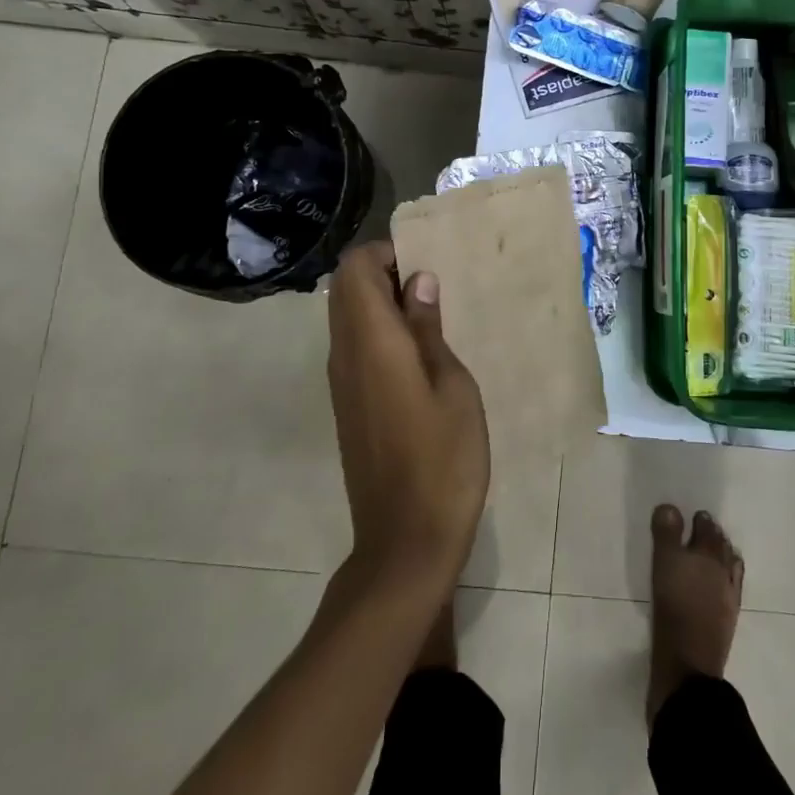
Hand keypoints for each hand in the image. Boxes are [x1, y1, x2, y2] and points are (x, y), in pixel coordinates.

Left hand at [325, 242, 488, 596]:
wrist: (405, 541)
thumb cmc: (444, 460)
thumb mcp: (453, 386)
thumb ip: (429, 329)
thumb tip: (417, 281)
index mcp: (371, 342)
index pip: (355, 270)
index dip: (385, 253)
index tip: (426, 263)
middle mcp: (344, 355)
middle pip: (347, 290)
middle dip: (385, 274)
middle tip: (435, 286)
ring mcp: (341, 383)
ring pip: (348, 318)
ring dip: (382, 303)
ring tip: (433, 316)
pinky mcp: (347, 406)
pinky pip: (354, 347)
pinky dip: (379, 332)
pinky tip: (420, 354)